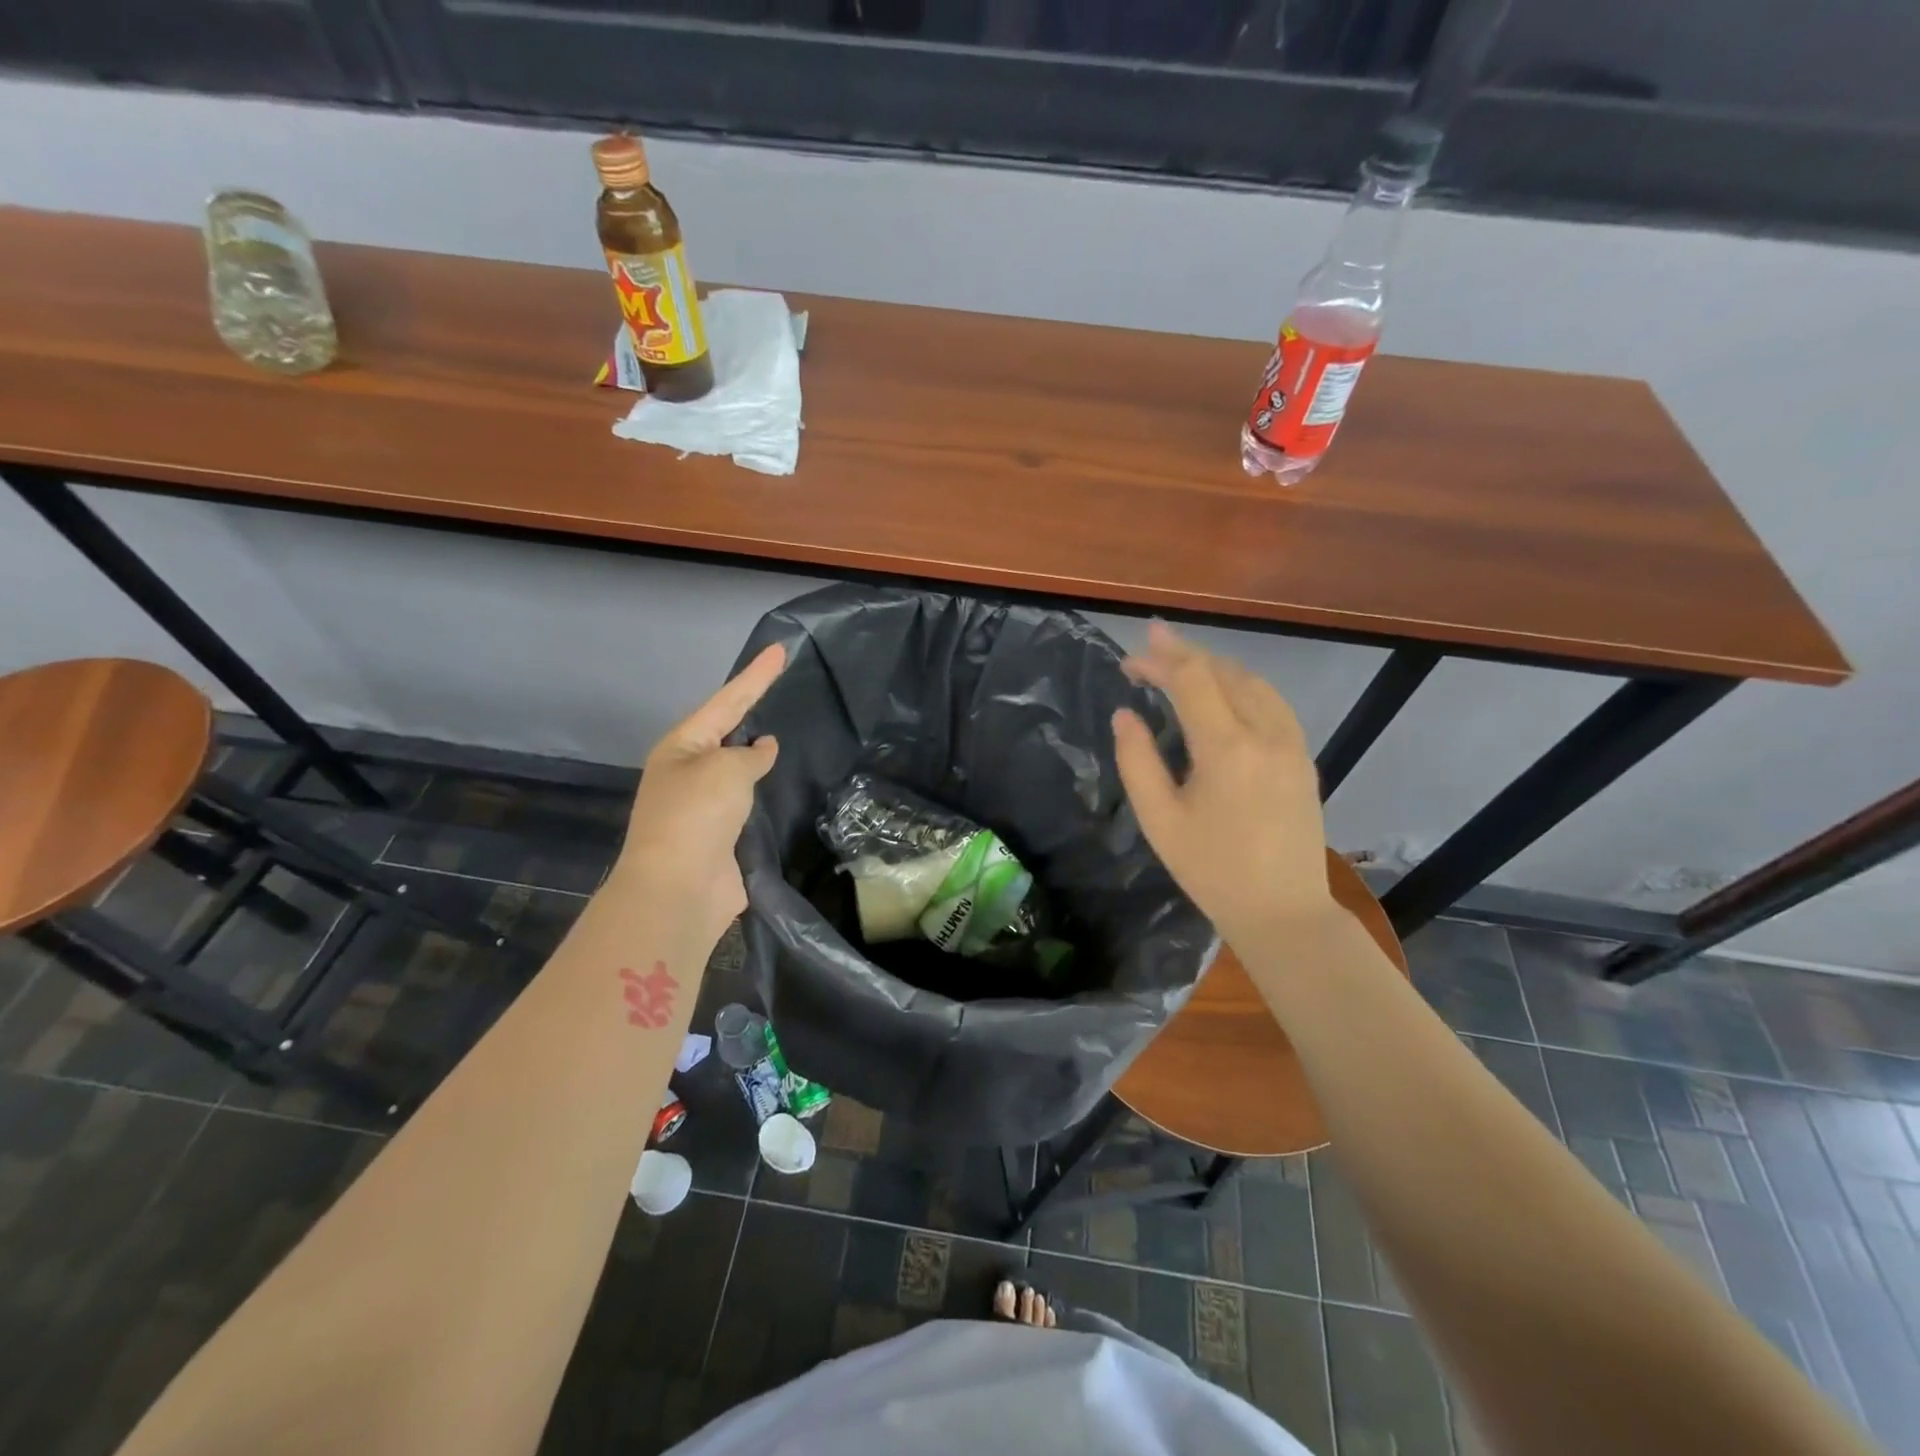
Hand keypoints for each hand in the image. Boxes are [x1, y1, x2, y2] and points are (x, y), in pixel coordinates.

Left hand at [613, 644, 785, 948]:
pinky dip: (769, 792)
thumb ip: (750, 754)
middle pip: (729, 732)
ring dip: (762, 755)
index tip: (780, 649)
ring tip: (794, 731)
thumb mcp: (726, 770)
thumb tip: (763, 749)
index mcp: (682, 746)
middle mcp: (690, 771)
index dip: (756, 675)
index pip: (727, 700)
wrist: (679, 889)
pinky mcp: (724, 835)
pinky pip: (751, 803)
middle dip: (755, 710)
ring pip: (741, 769)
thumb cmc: (696, 815)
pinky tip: (791, 784)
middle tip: (786, 687)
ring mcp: (706, 805)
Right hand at [1112, 623, 1332, 946]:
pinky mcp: (1303, 757)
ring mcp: (1292, 743)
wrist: (1283, 911)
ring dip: (1215, 667)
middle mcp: (1266, 734)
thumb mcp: (1160, 821)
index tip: (1131, 655)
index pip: (1192, 680)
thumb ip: (1137, 761)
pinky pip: (1273, 702)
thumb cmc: (1212, 871)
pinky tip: (1224, 695)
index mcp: (1227, 748)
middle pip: (1224, 672)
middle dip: (1184, 657)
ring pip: (1253, 682)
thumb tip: (1125, 715)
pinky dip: (1242, 685)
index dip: (1160, 659)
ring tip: (1180, 668)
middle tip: (1147, 656)